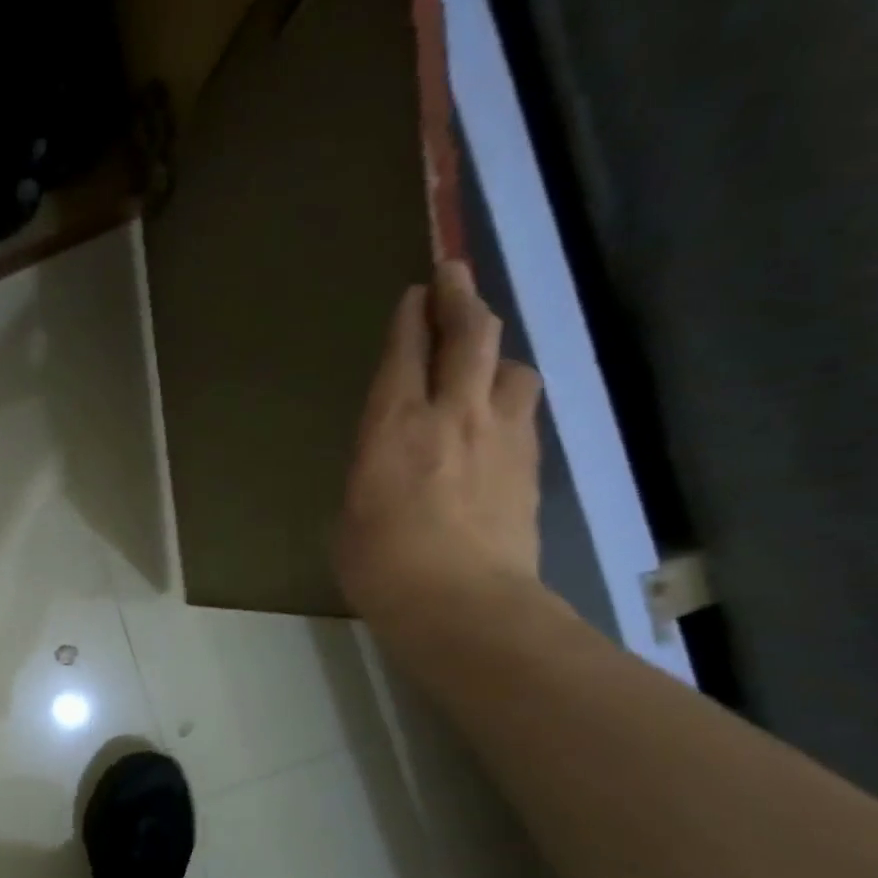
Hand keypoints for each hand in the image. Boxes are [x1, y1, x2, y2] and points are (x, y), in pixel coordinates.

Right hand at [335, 261, 544, 630]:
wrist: (462, 603)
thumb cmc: (380, 565)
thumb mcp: (348, 514)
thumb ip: (370, 473)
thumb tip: (386, 464)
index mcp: (393, 428)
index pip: (405, 354)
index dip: (411, 317)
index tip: (414, 292)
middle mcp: (452, 415)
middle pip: (470, 336)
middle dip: (460, 298)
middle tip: (453, 275)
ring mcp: (500, 436)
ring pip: (510, 366)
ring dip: (495, 352)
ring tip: (482, 357)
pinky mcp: (529, 464)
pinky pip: (523, 409)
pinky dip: (508, 396)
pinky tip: (498, 413)